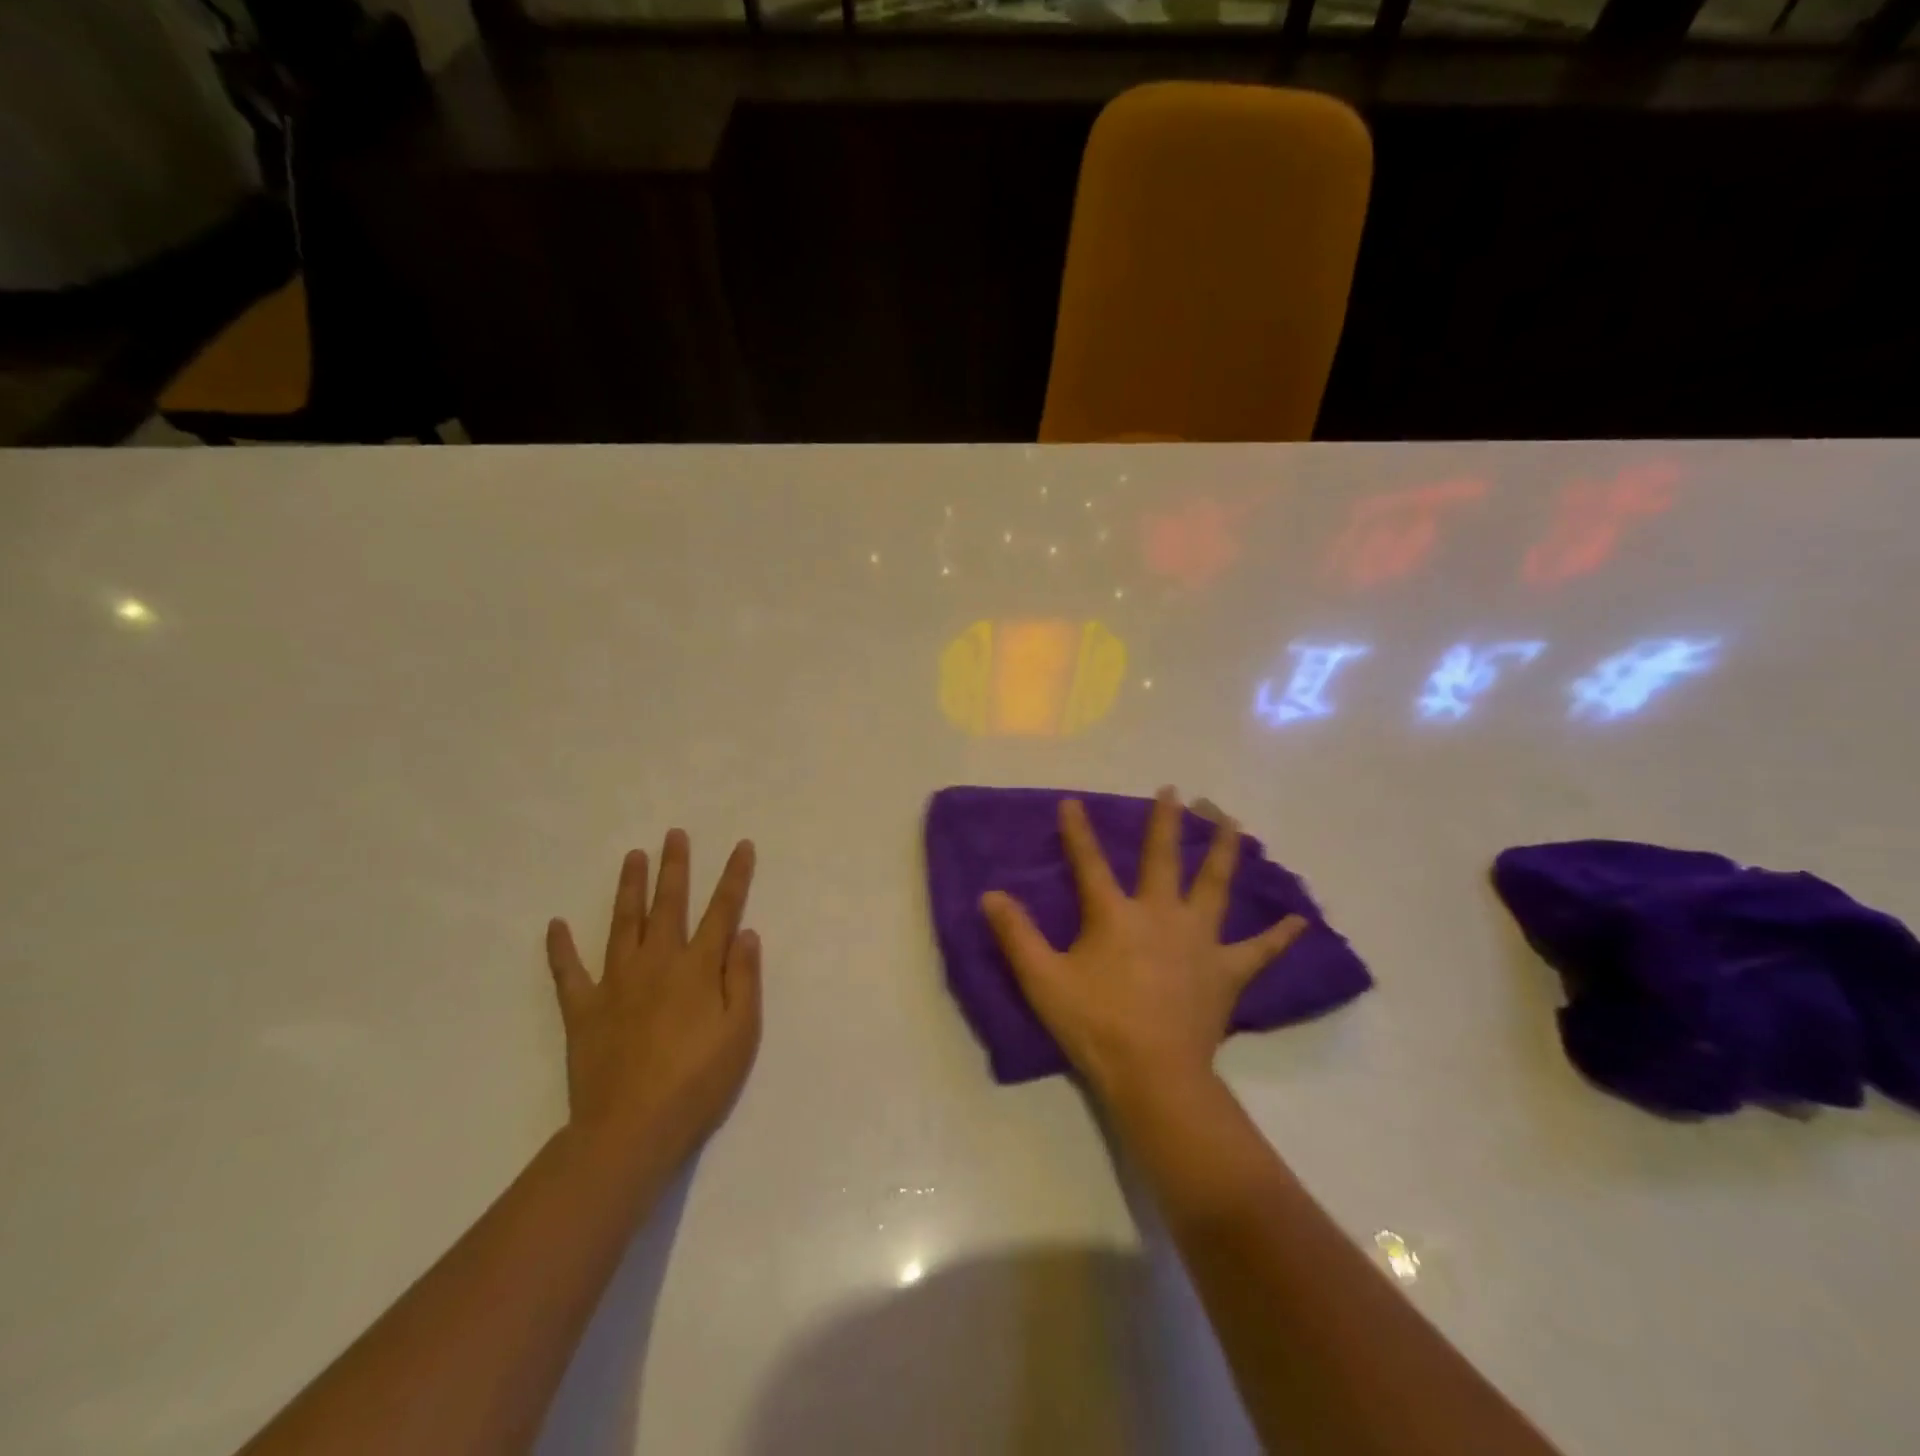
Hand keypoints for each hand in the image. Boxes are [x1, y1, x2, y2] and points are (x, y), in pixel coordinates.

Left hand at [546, 831, 761, 1170]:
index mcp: (698, 968)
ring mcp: (616, 983)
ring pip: (622, 924)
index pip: (722, 911)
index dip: (734, 877)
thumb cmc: (697, 1082)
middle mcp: (657, 963)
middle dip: (675, 867)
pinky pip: (568, 972)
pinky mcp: (583, 1009)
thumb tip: (745, 932)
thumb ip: (743, 979)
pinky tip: (555, 925)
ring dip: (628, 888)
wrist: (630, 1129)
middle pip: (668, 904)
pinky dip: (560, 948)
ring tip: (632, 857)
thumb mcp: (740, 1032)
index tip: (741, 846)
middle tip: (674, 835)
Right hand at [981, 788, 1305, 1103]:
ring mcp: (1199, 941)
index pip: (1090, 863)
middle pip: (1164, 857)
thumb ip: (1016, 935)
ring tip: (1232, 820)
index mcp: (1115, 915)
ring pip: (1215, 885)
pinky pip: (1258, 950)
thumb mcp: (1042, 980)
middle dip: (1167, 822)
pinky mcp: (1226, 971)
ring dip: (1224, 849)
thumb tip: (990, 895)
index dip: (1078, 831)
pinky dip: (1278, 935)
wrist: (1154, 1075)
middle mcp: (1161, 914)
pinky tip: (1298, 920)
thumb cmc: (1095, 1025)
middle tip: (1175, 791)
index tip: (1072, 802)